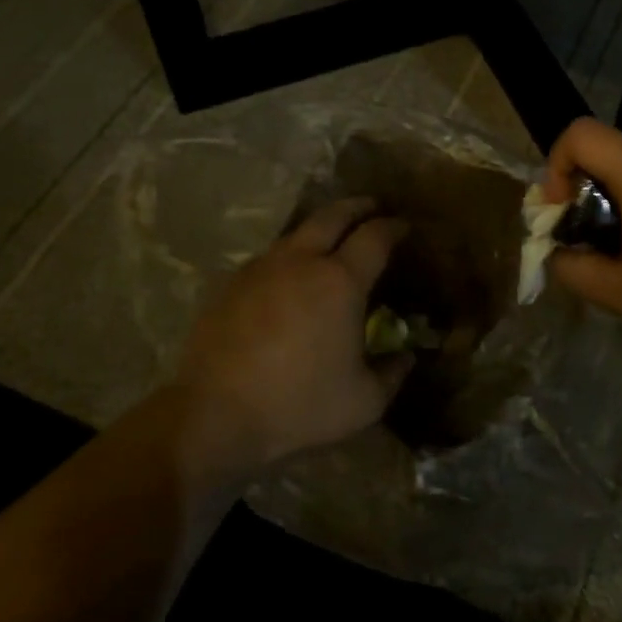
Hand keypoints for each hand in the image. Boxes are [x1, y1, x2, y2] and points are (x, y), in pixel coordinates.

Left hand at [171, 199, 412, 472]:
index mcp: (340, 281)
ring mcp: (261, 268)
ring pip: (297, 233)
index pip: (375, 237)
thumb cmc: (299, 405)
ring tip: (332, 239)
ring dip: (320, 228)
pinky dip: (290, 255)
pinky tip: (289, 276)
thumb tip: (406, 357)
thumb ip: (392, 373)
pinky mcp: (231, 283)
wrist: (215, 414)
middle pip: (333, 216)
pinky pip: (269, 257)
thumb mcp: (364, 401)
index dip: (394, 227)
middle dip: (357, 207)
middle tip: (372, 208)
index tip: (405, 227)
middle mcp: (301, 261)